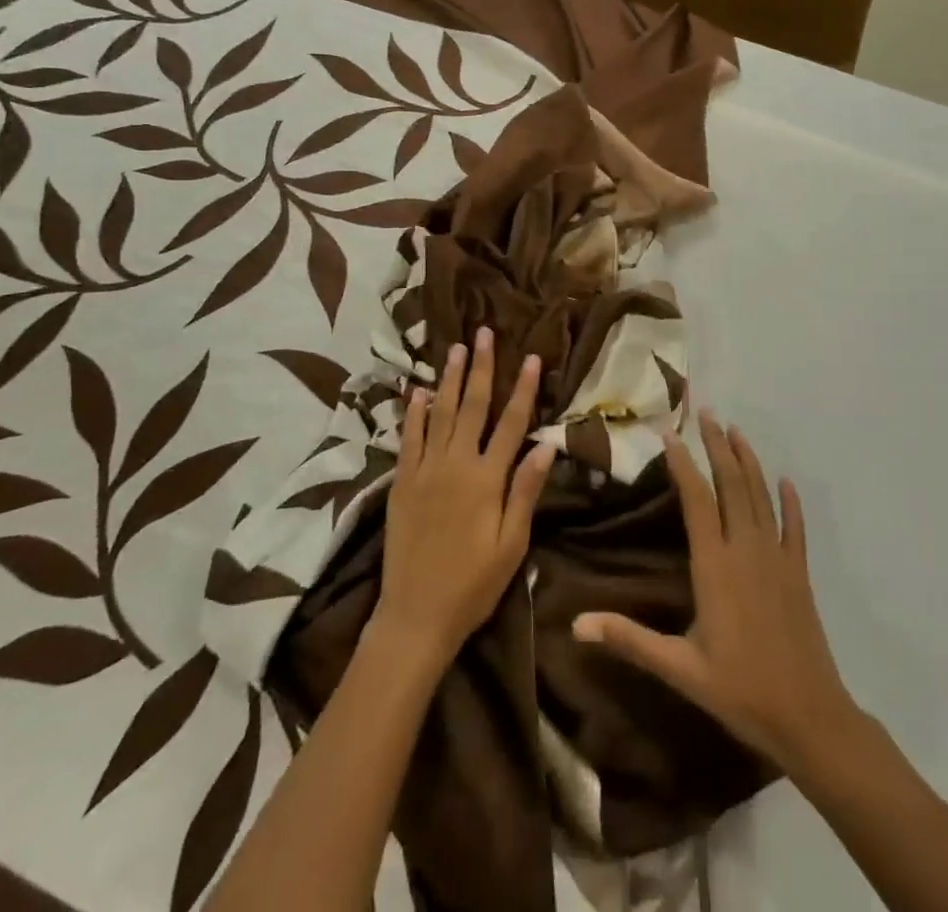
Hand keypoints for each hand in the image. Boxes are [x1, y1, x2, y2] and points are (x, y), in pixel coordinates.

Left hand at [371, 327, 555, 672]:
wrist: (416, 615)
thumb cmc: (473, 584)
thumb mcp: (512, 544)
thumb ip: (526, 491)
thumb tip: (545, 444)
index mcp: (487, 478)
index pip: (511, 422)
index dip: (523, 388)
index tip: (530, 357)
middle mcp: (455, 464)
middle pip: (472, 406)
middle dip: (480, 367)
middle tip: (482, 333)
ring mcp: (424, 470)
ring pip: (438, 413)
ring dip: (447, 378)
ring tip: (454, 348)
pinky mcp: (402, 482)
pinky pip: (408, 438)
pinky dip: (413, 412)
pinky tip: (417, 391)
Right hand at [574, 411, 856, 772]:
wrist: (810, 719)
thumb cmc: (740, 691)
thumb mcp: (679, 668)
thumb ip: (629, 639)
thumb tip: (576, 625)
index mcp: (715, 566)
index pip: (697, 501)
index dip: (683, 464)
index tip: (670, 433)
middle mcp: (746, 550)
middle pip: (732, 485)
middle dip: (718, 446)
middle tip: (707, 412)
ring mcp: (778, 559)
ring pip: (761, 497)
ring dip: (749, 461)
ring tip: (736, 430)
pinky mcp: (799, 574)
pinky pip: (795, 528)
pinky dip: (790, 502)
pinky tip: (786, 481)